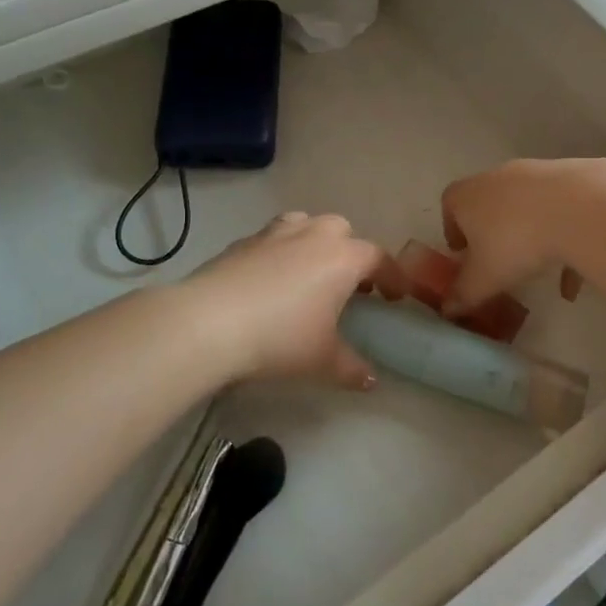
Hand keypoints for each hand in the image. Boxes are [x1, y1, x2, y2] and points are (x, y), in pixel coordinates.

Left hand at [181, 212, 388, 389]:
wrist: (209, 322)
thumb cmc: (280, 338)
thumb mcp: (322, 361)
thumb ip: (351, 368)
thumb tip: (370, 380)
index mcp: (342, 258)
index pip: (378, 258)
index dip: (392, 276)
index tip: (396, 296)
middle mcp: (312, 236)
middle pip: (342, 231)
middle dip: (351, 252)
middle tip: (350, 285)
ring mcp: (274, 234)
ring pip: (305, 225)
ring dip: (314, 243)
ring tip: (310, 273)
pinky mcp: (242, 242)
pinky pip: (272, 239)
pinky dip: (280, 252)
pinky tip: (270, 281)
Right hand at [439, 158, 605, 313]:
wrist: (580, 208)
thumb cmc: (516, 242)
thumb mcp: (484, 278)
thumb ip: (464, 295)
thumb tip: (449, 309)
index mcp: (468, 196)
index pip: (450, 203)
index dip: (453, 228)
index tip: (462, 252)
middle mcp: (498, 177)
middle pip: (489, 203)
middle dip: (492, 232)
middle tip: (498, 261)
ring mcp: (536, 174)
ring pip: (527, 209)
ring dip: (531, 237)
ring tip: (540, 272)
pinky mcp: (571, 178)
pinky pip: (561, 213)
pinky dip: (564, 239)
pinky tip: (575, 276)